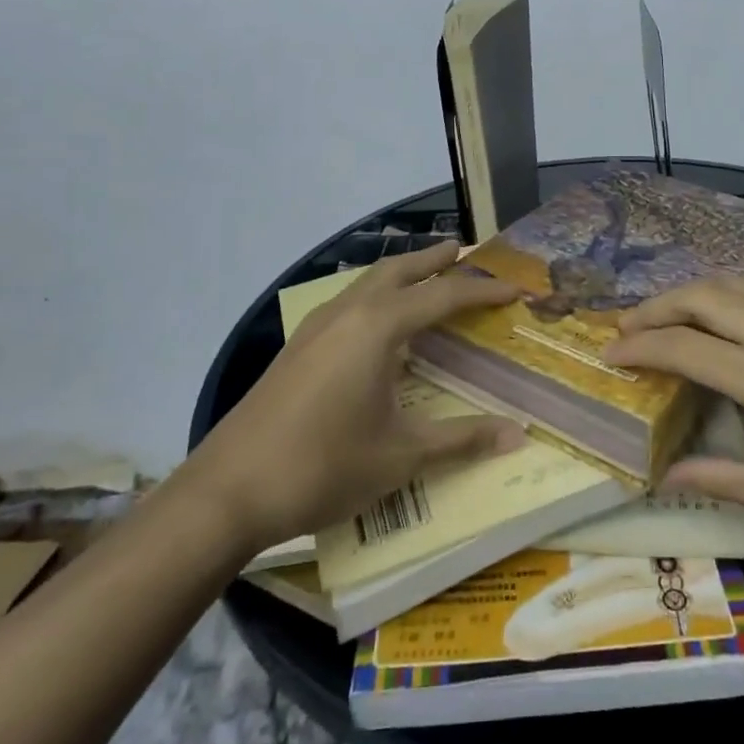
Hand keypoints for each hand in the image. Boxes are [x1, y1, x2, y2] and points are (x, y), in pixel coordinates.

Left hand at [182, 242, 522, 560]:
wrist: (227, 491)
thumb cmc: (323, 467)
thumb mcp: (401, 456)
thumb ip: (461, 439)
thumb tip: (517, 434)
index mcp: (378, 327)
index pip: (444, 295)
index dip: (484, 290)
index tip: (516, 289)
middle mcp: (347, 313)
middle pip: (399, 270)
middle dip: (435, 259)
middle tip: (467, 252)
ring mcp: (316, 328)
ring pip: (368, 282)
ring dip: (402, 274)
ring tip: (428, 278)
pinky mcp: (297, 347)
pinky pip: (348, 303)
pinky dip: (377, 297)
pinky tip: (380, 327)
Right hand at [602, 276, 743, 566]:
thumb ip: (724, 480)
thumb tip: (665, 479)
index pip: (686, 347)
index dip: (640, 347)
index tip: (608, 354)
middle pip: (705, 296)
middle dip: (656, 306)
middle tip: (625, 330)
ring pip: (737, 286)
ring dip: (692, 295)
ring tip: (664, 319)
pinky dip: (727, 298)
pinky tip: (722, 323)